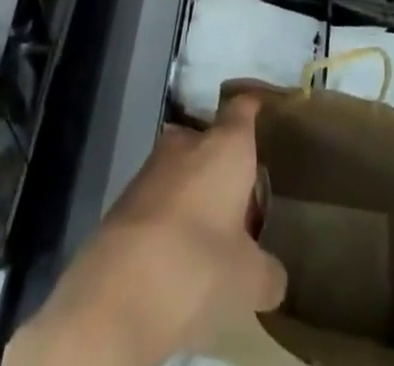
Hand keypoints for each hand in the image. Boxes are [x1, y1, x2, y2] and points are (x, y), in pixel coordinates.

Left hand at [9, 95, 286, 365]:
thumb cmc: (200, 263)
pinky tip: (181, 250)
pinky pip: (161, 196)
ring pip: (183, 168)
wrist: (121, 286)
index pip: (242, 110)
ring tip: (214, 230)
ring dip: (196, 191)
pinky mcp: (126, 197)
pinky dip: (173, 214)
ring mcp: (152, 167)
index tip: (261, 107)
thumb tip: (272, 274)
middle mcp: (188, 143)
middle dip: (223, 163)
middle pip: (210, 140)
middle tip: (243, 197)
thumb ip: (267, 271)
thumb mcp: (250, 279)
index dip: (252, 107)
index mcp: (226, 147)